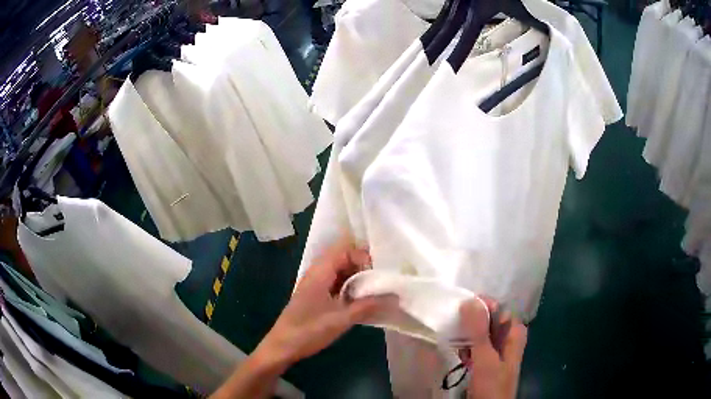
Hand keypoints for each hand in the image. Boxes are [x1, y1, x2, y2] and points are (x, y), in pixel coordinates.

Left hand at [255, 239, 393, 368]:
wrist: (282, 347)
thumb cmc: (309, 330)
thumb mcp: (341, 319)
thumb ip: (367, 306)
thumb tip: (394, 296)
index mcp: (319, 273)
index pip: (344, 249)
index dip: (362, 256)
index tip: (376, 274)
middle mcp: (316, 273)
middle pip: (342, 258)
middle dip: (362, 266)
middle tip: (379, 281)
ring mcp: (314, 285)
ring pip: (339, 271)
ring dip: (356, 278)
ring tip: (373, 291)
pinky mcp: (314, 296)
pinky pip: (335, 283)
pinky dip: (348, 287)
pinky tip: (359, 301)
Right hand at [459, 298, 527, 398]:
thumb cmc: (492, 385)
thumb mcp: (485, 358)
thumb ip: (479, 331)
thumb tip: (470, 300)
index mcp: (514, 332)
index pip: (499, 307)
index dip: (481, 305)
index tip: (461, 308)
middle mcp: (508, 337)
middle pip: (490, 320)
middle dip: (472, 320)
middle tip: (455, 323)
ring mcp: (498, 350)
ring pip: (481, 333)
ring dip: (467, 334)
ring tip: (454, 338)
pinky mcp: (487, 361)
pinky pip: (476, 346)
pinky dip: (467, 346)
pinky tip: (459, 351)